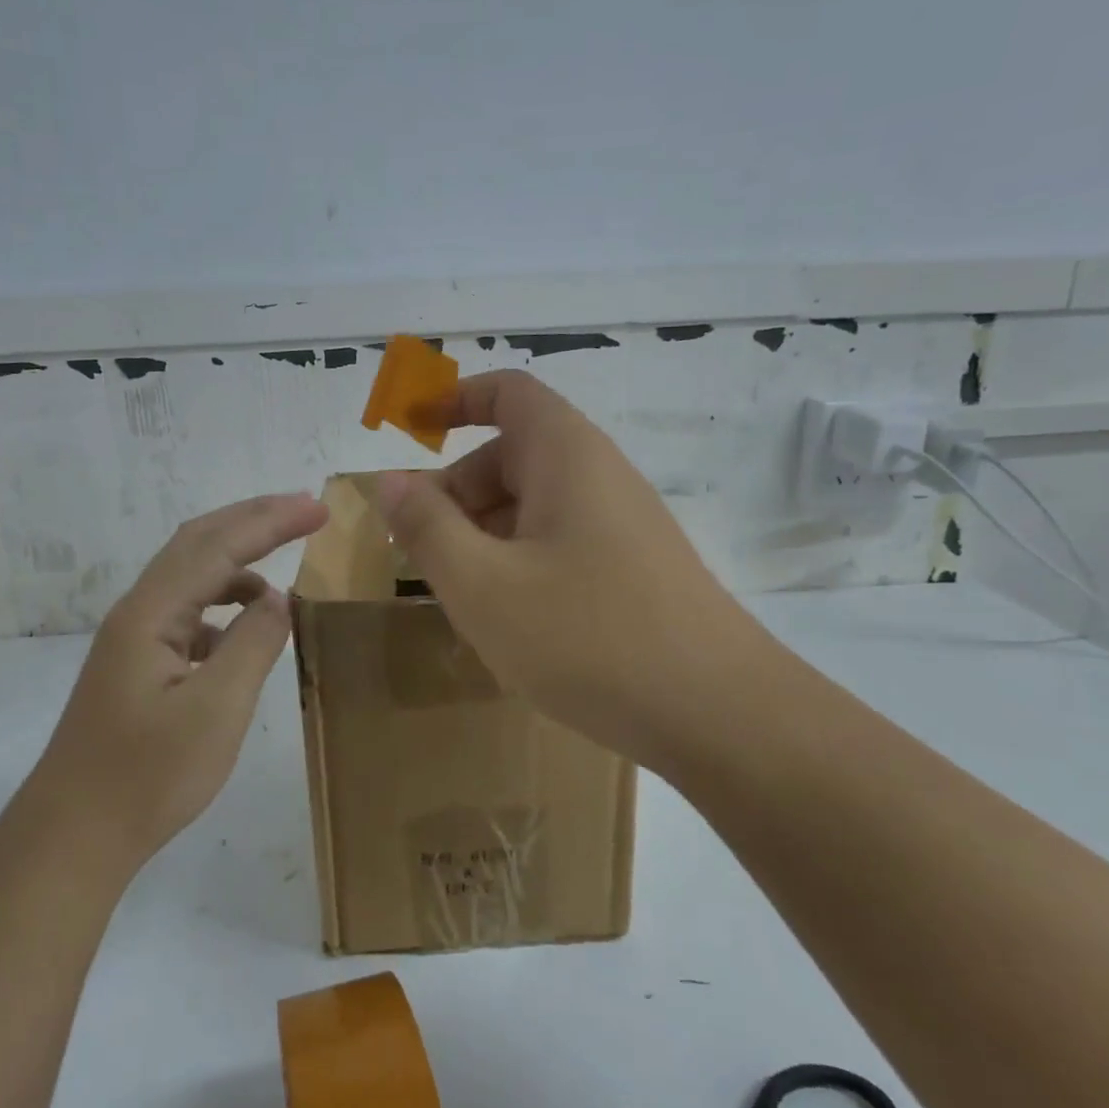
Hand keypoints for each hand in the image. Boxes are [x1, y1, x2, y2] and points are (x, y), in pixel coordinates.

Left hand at [42, 494, 327, 861]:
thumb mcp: (216, 710)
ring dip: (239, 561)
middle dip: (254, 520)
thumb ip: (253, 644)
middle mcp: (139, 612)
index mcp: (152, 614)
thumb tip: (278, 599)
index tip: (319, 509)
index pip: (218, 546)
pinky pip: (189, 612)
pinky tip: (246, 626)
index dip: (271, 521)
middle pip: (199, 544)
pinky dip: (224, 603)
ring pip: (191, 577)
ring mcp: (135, 638)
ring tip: (284, 565)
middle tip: (306, 511)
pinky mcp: (138, 664)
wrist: (74, 836)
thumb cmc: (147, 775)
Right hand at [375, 372, 766, 772]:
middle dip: (456, 493)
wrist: (719, 714)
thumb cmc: (587, 636)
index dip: (454, 402)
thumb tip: (389, 480)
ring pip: (533, 507)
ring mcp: (622, 525)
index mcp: (565, 455)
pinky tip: (508, 620)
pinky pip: (559, 544)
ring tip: (458, 596)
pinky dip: (519, 563)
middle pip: (512, 456)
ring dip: (484, 536)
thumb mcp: (482, 584)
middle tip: (418, 552)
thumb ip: (426, 527)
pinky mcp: (634, 569)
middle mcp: (599, 476)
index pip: (507, 393)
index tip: (411, 435)